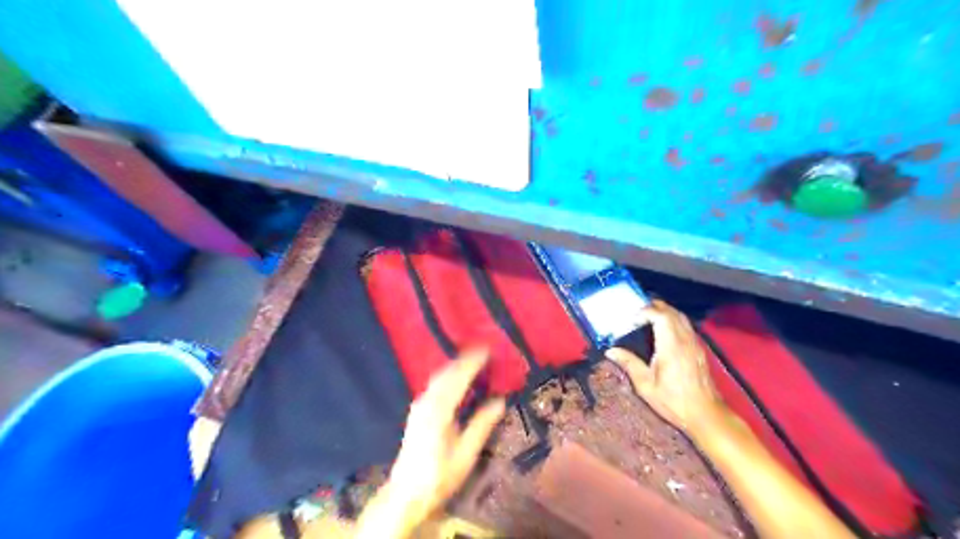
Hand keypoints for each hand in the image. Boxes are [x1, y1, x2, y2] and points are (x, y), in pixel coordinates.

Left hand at [356, 347, 503, 537]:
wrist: (406, 494)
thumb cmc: (439, 476)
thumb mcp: (466, 454)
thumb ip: (482, 425)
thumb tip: (500, 401)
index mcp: (439, 410)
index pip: (458, 378)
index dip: (473, 361)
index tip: (488, 349)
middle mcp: (426, 402)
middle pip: (446, 372)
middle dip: (464, 359)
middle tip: (484, 350)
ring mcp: (419, 405)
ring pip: (439, 377)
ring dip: (456, 365)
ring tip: (473, 359)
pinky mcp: (417, 411)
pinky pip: (435, 384)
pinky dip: (448, 375)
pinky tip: (457, 378)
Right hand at [606, 302, 720, 435]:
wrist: (705, 415)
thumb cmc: (673, 401)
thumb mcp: (645, 385)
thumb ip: (629, 364)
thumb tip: (610, 351)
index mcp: (671, 346)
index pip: (660, 316)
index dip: (645, 312)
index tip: (632, 319)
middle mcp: (685, 340)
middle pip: (672, 312)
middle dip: (654, 307)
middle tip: (637, 314)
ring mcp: (695, 343)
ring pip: (681, 317)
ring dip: (665, 312)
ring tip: (648, 318)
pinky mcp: (699, 349)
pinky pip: (686, 326)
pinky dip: (673, 321)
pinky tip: (663, 332)